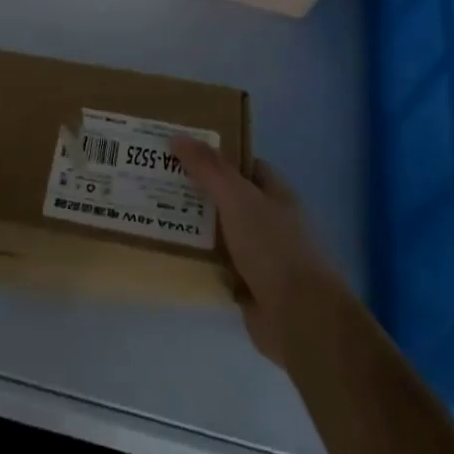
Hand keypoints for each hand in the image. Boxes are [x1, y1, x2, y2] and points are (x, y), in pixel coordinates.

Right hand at [171, 138, 340, 367]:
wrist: (300, 318)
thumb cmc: (273, 248)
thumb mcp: (237, 198)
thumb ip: (208, 168)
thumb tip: (176, 136)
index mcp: (275, 194)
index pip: (242, 165)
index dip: (214, 155)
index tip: (179, 150)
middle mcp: (268, 221)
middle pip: (227, 197)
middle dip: (196, 190)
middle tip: (157, 179)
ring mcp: (259, 255)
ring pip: (219, 232)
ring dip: (193, 226)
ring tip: (153, 211)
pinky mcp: (247, 286)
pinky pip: (215, 265)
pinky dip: (196, 260)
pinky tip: (168, 252)